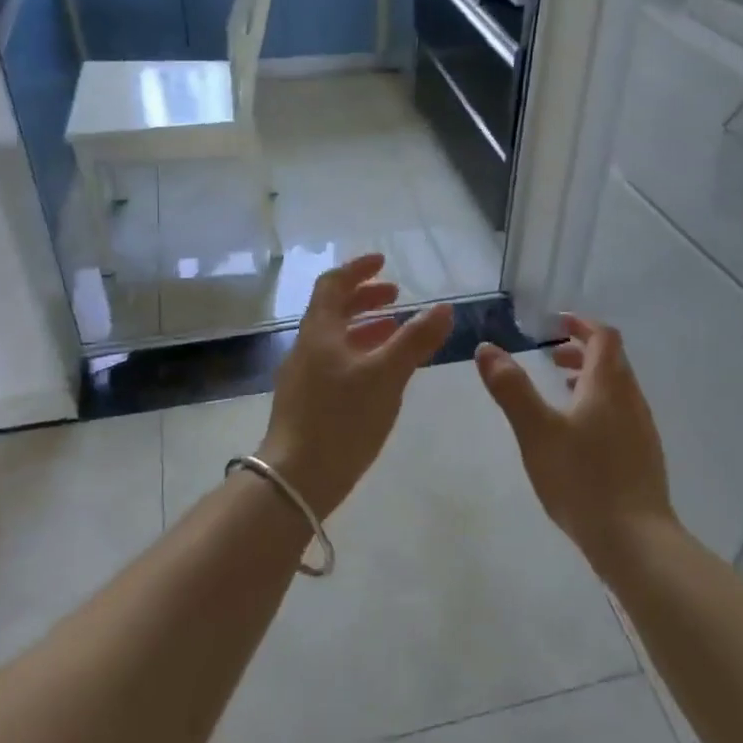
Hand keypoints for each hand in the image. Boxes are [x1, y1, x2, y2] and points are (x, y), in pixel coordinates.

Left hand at [259, 253, 453, 517]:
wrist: (296, 479)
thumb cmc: (341, 419)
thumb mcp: (386, 376)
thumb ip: (415, 340)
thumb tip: (445, 308)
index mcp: (319, 331)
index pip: (333, 284)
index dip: (358, 269)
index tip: (383, 262)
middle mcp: (307, 347)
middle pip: (333, 310)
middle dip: (365, 298)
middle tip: (397, 297)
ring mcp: (303, 376)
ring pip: (335, 338)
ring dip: (364, 327)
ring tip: (395, 331)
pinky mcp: (307, 402)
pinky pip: (335, 362)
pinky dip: (359, 354)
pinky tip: (379, 374)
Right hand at [474, 315, 674, 570]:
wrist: (634, 540)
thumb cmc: (581, 479)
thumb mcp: (536, 431)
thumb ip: (511, 388)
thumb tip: (487, 348)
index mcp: (608, 386)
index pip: (603, 337)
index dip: (582, 324)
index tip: (558, 322)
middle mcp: (631, 400)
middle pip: (613, 361)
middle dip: (583, 351)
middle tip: (552, 356)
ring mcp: (642, 430)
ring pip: (618, 389)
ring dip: (591, 380)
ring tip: (562, 390)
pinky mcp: (643, 456)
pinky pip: (621, 414)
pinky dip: (600, 405)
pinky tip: (580, 434)